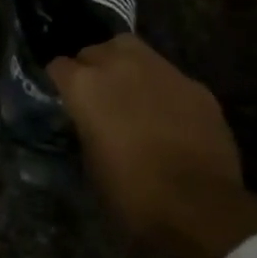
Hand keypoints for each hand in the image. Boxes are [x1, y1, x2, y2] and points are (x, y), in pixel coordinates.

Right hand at [49, 35, 256, 257]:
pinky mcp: (195, 84)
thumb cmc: (131, 194)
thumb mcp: (90, 162)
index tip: (63, 97)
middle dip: (91, 67)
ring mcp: (161, 70)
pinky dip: (161, 88)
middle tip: (97, 94)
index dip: (59, 82)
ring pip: (133, 50)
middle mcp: (120, 65)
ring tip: (130, 92)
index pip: (58, 66)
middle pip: (95, 50)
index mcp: (85, 86)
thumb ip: (86, 127)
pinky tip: (167, 113)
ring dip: (125, 66)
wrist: (198, 207)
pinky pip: (168, 76)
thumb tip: (90, 122)